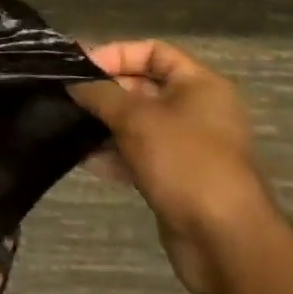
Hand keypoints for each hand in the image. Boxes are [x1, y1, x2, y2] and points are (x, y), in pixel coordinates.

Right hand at [68, 40, 276, 293]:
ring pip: (138, 124)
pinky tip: (84, 159)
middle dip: (105, 91)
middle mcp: (197, 111)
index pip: (153, 51)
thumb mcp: (136, 118)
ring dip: (105, 124)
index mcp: (199, 85)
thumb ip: (100, 93)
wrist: (224, 242)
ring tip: (68, 125)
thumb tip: (73, 82)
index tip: (81, 67)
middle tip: (67, 95)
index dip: (116, 54)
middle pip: (143, 87)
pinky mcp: (177, 179)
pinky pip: (139, 155)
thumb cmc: (184, 162)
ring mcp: (187, 147)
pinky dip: (115, 154)